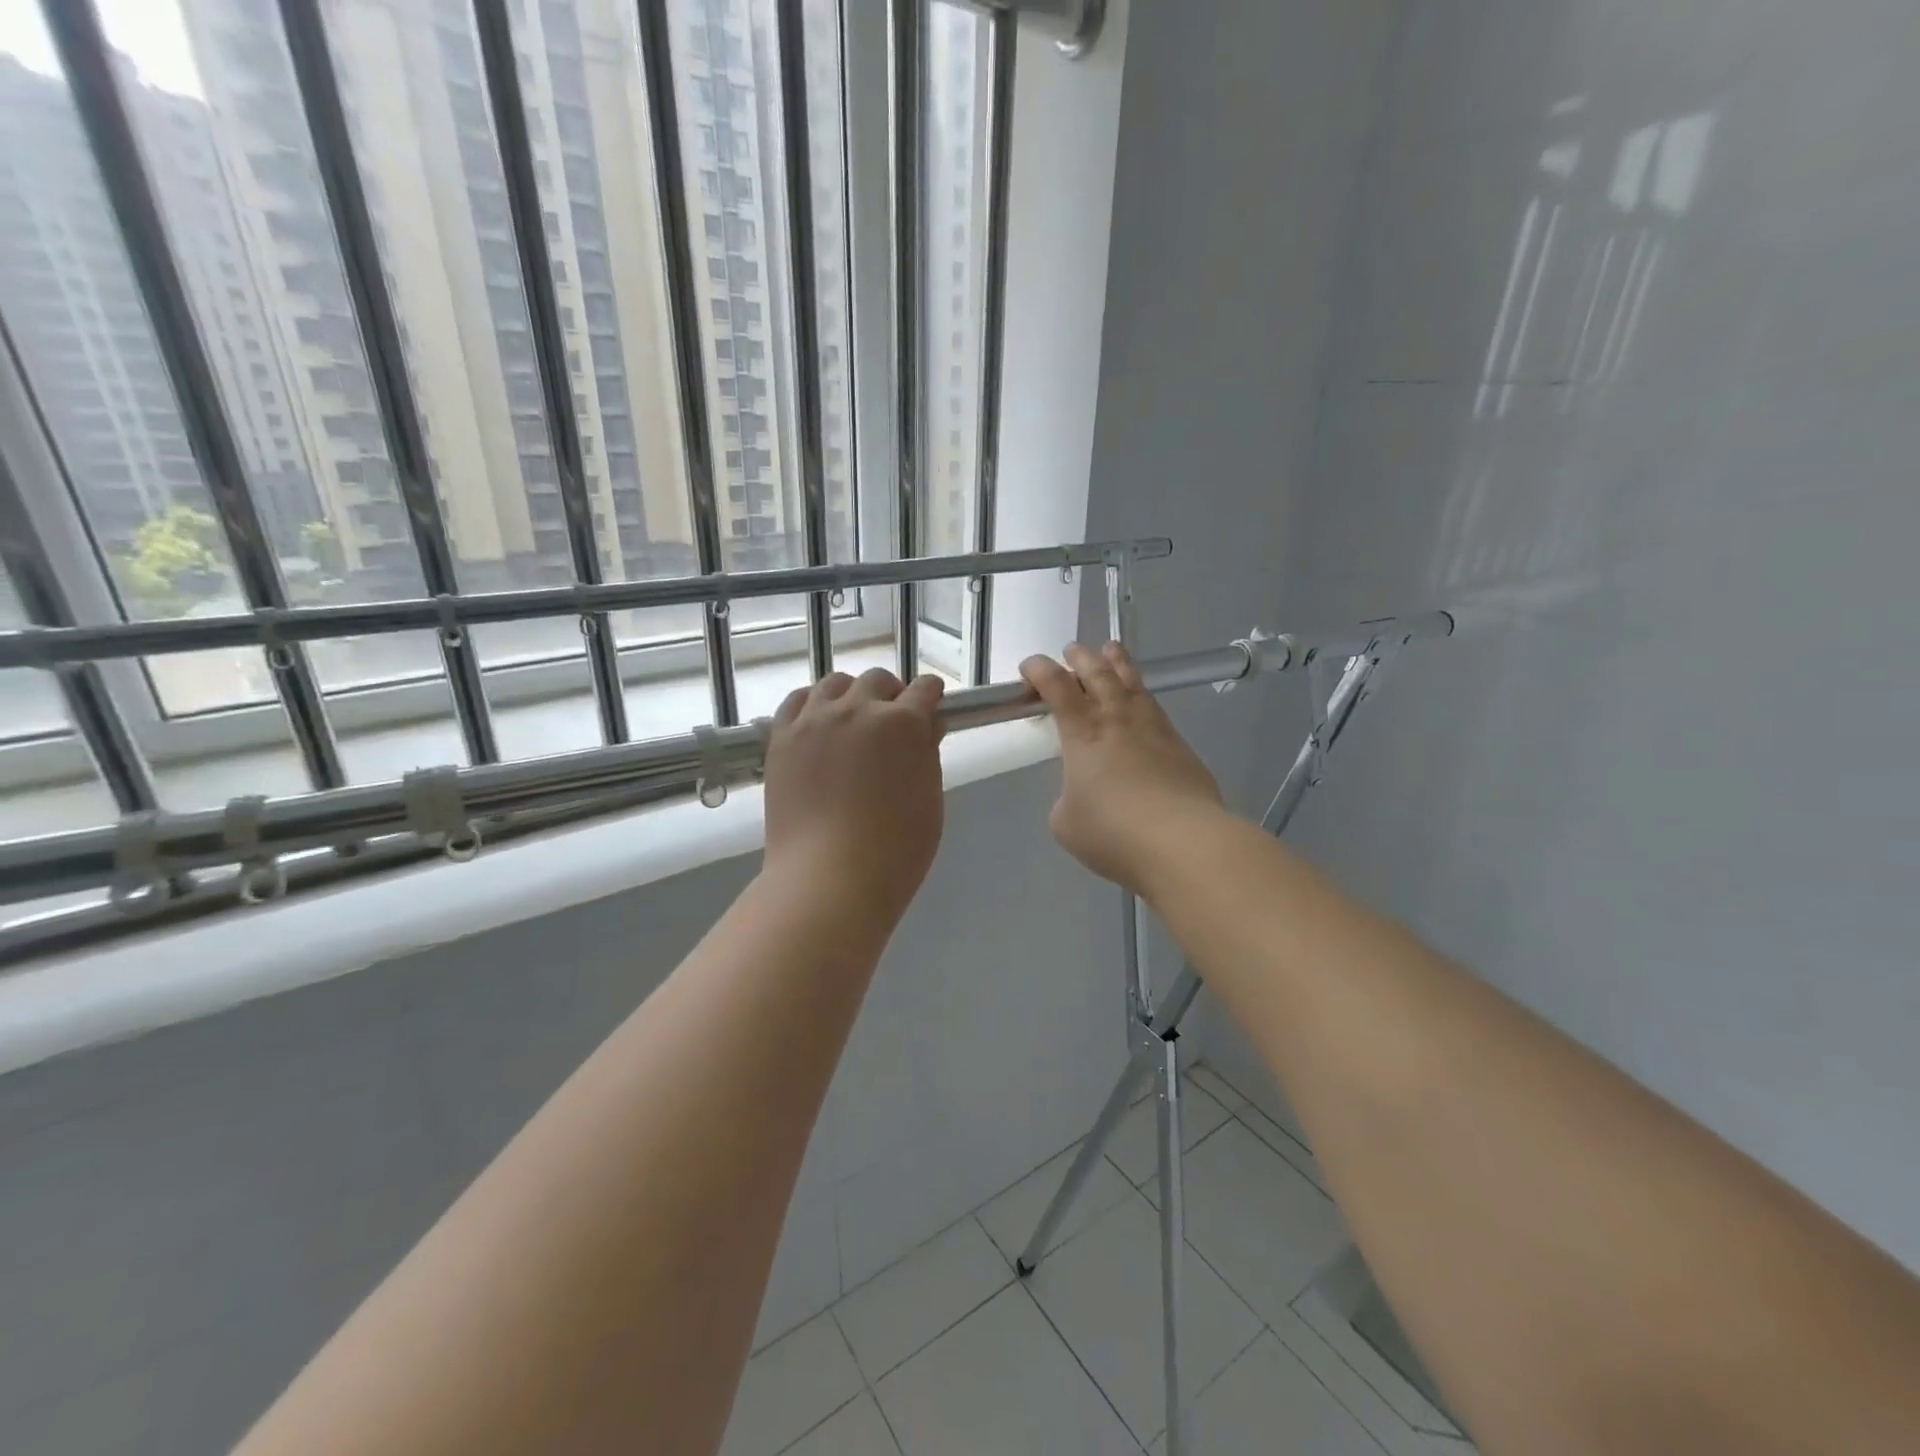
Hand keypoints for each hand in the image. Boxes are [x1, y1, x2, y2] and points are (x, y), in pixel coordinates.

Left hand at [763, 668, 946, 921]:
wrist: (828, 877)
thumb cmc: (895, 850)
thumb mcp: (930, 801)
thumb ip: (928, 755)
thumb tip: (926, 728)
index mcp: (904, 723)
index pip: (924, 689)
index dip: (931, 696)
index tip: (931, 707)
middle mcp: (859, 709)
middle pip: (877, 680)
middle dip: (891, 695)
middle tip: (891, 722)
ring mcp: (815, 720)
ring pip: (835, 683)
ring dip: (850, 695)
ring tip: (851, 719)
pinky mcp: (782, 737)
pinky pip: (797, 701)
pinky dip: (812, 704)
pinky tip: (818, 722)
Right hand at [1021, 643, 1225, 897]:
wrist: (1182, 840)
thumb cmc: (1113, 831)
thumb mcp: (1067, 822)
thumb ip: (1068, 799)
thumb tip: (1082, 795)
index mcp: (1083, 734)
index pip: (1058, 688)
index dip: (1040, 671)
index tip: (1030, 666)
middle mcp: (1118, 721)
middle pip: (1099, 675)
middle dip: (1082, 659)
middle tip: (1073, 650)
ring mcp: (1154, 730)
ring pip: (1133, 684)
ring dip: (1119, 664)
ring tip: (1112, 650)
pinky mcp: (1181, 747)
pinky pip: (1156, 710)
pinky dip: (1142, 698)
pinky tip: (1143, 705)